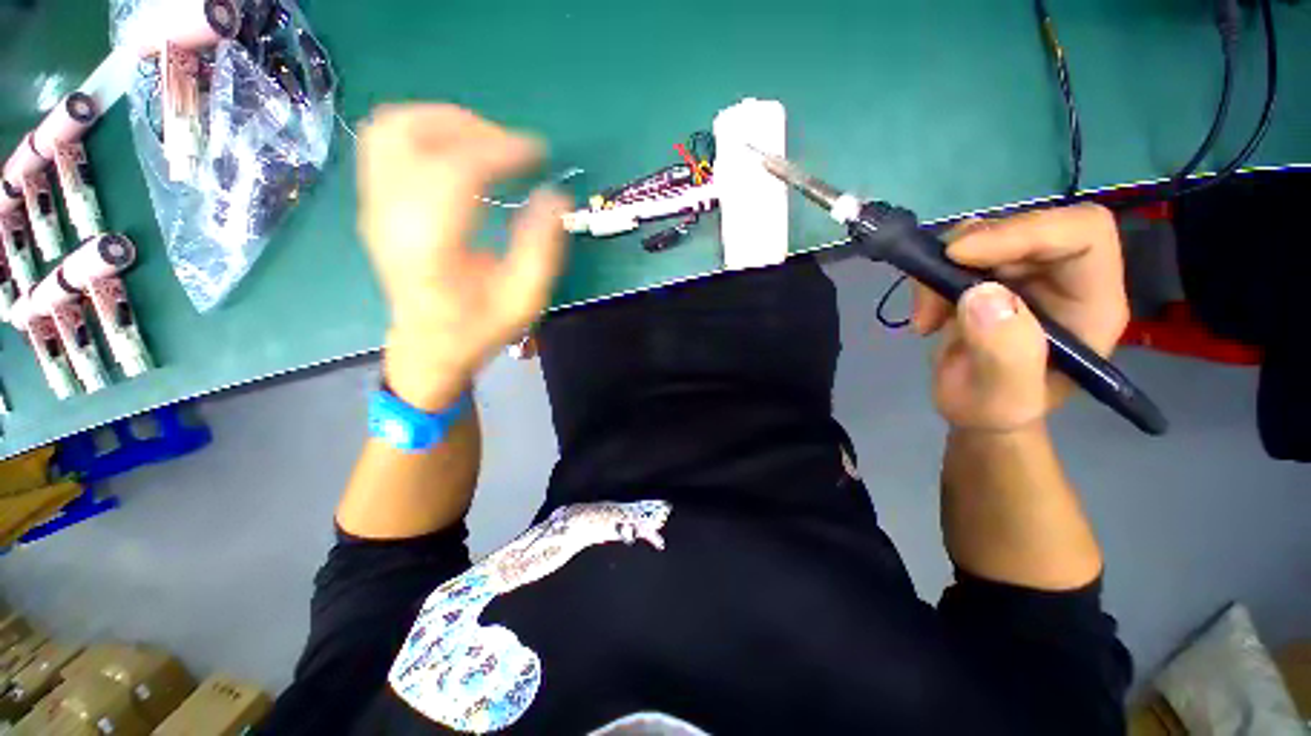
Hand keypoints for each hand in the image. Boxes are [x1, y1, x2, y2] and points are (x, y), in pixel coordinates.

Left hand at [358, 105, 570, 409]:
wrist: (428, 346)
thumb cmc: (479, 328)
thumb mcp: (524, 299)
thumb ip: (542, 247)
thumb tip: (555, 196)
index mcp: (430, 247)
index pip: (454, 171)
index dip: (500, 151)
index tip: (538, 153)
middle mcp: (390, 217)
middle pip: (413, 134)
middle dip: (472, 128)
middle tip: (513, 148)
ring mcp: (374, 206)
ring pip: (393, 128)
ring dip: (444, 121)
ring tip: (487, 143)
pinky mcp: (373, 203)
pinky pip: (386, 141)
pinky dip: (425, 131)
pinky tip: (458, 151)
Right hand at [911, 204, 1128, 432]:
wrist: (973, 411)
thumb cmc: (997, 411)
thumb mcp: (1004, 397)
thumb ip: (1006, 351)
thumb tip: (981, 293)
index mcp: (1091, 301)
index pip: (1082, 233)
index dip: (1026, 231)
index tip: (960, 255)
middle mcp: (1064, 277)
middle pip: (1029, 226)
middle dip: (973, 252)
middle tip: (932, 289)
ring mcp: (1025, 274)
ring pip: (986, 235)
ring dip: (942, 269)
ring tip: (927, 316)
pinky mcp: (989, 277)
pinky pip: (957, 254)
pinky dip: (931, 277)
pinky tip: (926, 315)